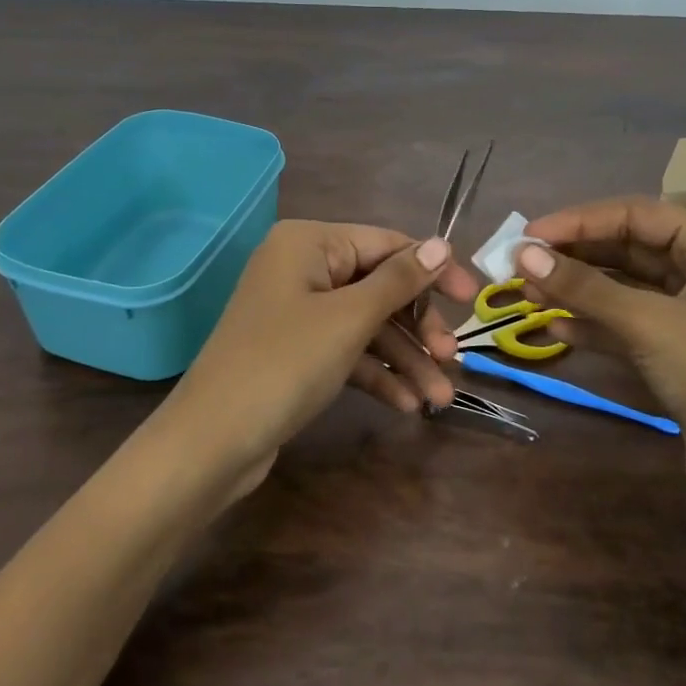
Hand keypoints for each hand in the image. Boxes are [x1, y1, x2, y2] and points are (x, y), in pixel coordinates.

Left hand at [167, 220, 479, 488]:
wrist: (212, 442)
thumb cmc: (285, 363)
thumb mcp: (349, 318)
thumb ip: (399, 280)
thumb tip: (442, 243)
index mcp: (309, 243)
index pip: (386, 244)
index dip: (434, 270)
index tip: (474, 299)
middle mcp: (302, 269)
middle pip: (379, 287)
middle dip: (417, 326)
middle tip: (451, 360)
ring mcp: (297, 313)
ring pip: (366, 325)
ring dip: (404, 360)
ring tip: (438, 399)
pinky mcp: (296, 353)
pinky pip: (346, 352)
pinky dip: (375, 375)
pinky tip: (406, 406)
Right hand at [518, 197, 685, 521]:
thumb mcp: (648, 323)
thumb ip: (583, 287)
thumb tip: (522, 254)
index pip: (638, 215)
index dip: (580, 221)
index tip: (528, 236)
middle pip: (629, 249)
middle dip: (575, 256)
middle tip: (519, 263)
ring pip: (624, 289)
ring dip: (577, 290)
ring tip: (526, 292)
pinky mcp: (679, 354)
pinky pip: (627, 325)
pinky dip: (592, 325)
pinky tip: (554, 329)